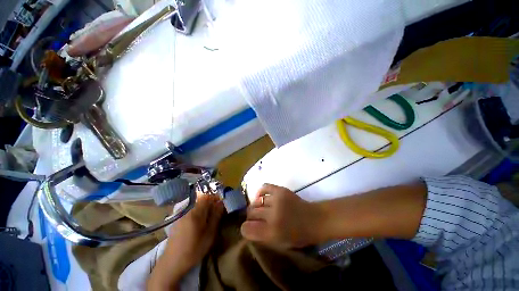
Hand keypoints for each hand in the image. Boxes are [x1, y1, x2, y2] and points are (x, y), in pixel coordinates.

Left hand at [148, 195, 223, 289]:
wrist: (171, 263)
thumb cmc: (193, 250)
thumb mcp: (209, 235)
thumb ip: (216, 217)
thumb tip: (221, 203)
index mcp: (195, 212)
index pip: (206, 196)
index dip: (215, 197)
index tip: (220, 204)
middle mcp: (187, 210)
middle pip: (201, 199)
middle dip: (210, 203)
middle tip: (216, 213)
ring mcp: (181, 214)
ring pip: (196, 204)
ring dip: (204, 208)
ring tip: (208, 219)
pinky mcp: (177, 219)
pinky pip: (190, 210)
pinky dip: (197, 212)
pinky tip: (198, 224)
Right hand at [240, 184, 324, 247]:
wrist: (314, 219)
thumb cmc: (298, 236)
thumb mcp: (279, 244)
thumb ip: (261, 236)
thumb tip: (248, 227)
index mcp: (272, 233)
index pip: (247, 229)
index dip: (245, 228)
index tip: (248, 228)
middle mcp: (272, 215)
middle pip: (251, 213)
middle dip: (250, 217)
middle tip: (255, 218)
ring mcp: (277, 200)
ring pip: (256, 202)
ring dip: (255, 206)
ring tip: (259, 208)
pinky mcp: (281, 190)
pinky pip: (264, 187)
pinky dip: (260, 192)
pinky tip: (261, 196)